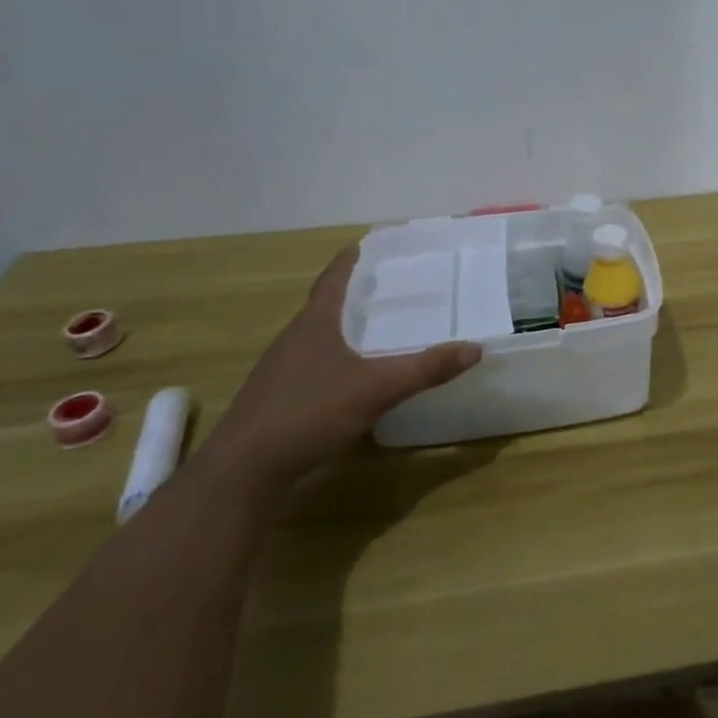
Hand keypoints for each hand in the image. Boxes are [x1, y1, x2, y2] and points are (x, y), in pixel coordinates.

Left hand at [197, 242, 481, 497]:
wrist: (242, 471)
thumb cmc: (309, 412)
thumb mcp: (376, 389)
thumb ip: (425, 369)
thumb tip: (474, 348)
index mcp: (314, 325)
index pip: (331, 282)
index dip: (346, 263)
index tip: (358, 246)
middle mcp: (291, 341)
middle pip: (320, 309)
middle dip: (347, 298)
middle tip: (379, 291)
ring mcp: (276, 373)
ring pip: (312, 341)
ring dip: (336, 333)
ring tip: (366, 335)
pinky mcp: (270, 402)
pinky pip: (305, 370)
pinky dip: (328, 364)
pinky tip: (344, 383)